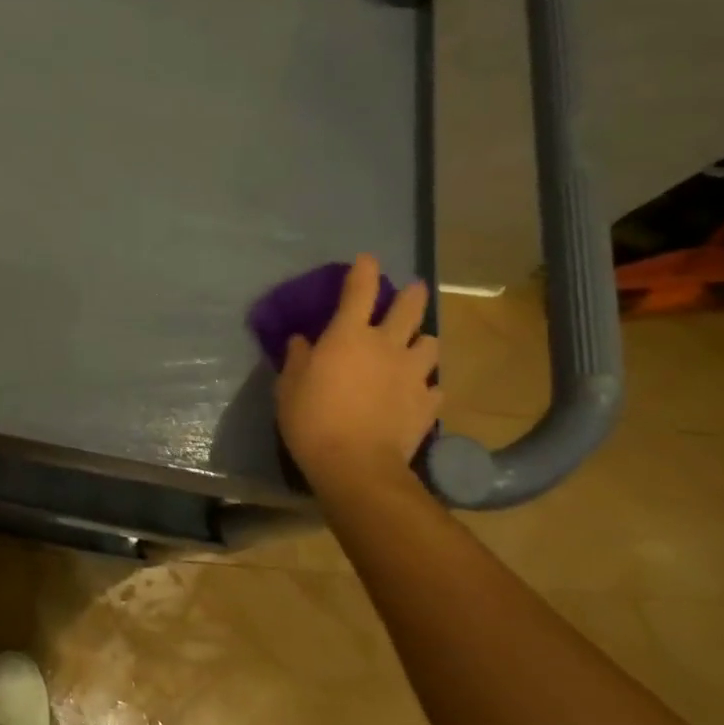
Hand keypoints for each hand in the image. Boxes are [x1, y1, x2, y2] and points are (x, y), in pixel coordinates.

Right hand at [275, 254, 438, 491]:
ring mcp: (413, 374)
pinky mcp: (427, 403)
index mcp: (348, 335)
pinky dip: (426, 385)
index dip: (364, 270)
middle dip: (411, 294)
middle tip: (412, 290)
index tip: (367, 259)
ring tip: (418, 346)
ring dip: (423, 341)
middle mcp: (386, 345)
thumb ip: (297, 360)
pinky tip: (418, 392)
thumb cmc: (312, 419)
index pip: (359, 290)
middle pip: (409, 308)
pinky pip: (434, 386)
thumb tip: (302, 342)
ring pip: (431, 344)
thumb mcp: (289, 387)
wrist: (356, 465)